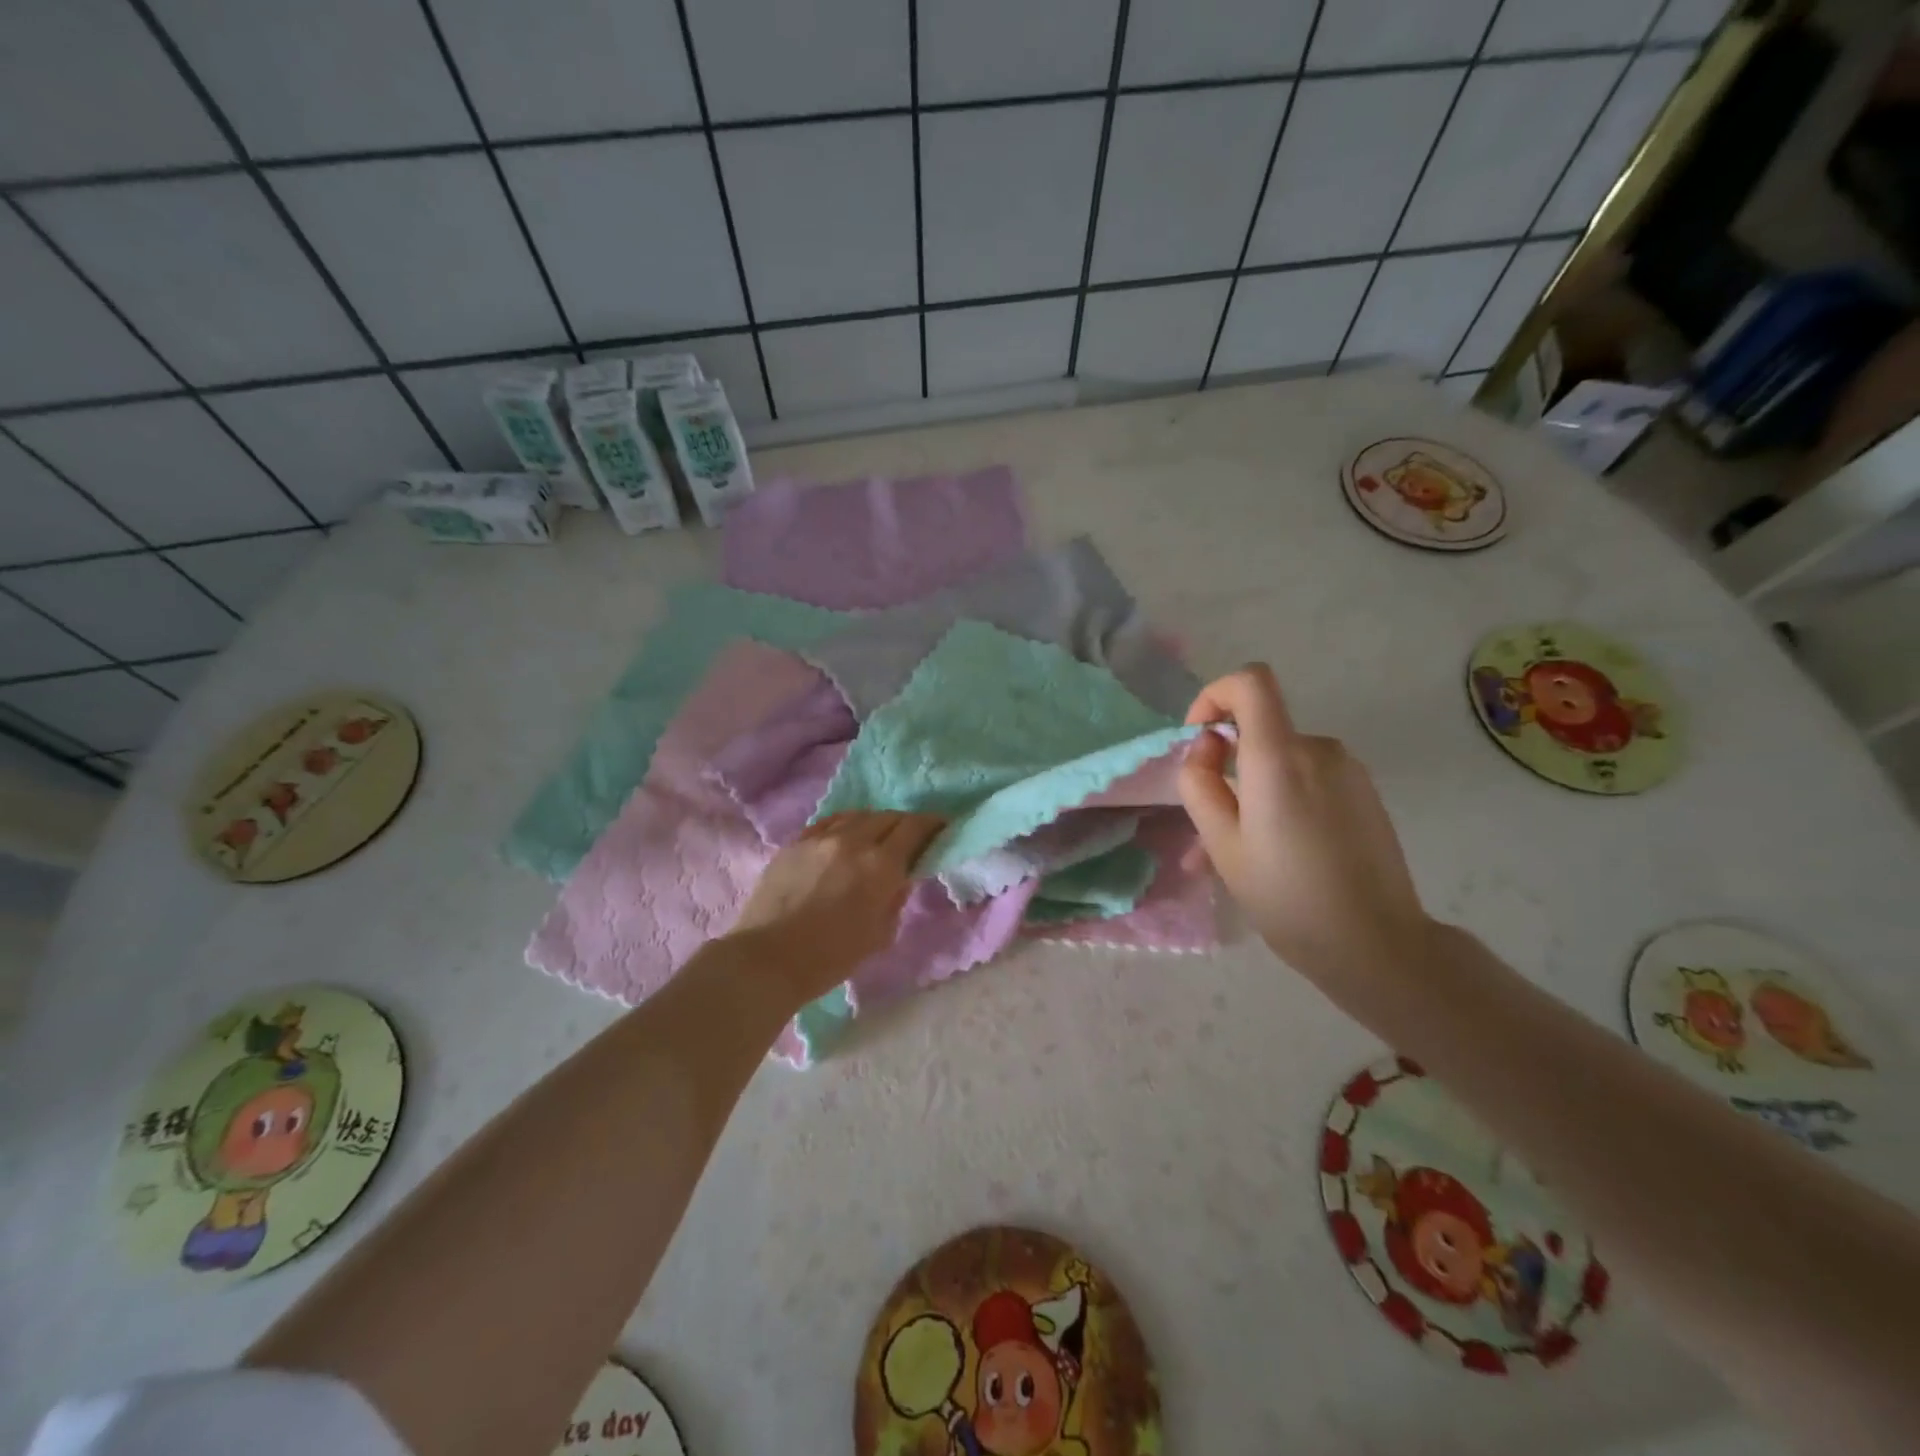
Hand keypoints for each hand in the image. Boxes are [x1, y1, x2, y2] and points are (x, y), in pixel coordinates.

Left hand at [727, 811, 946, 1004]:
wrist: (768, 958)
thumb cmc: (831, 956)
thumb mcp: (880, 934)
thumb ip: (895, 898)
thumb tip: (900, 878)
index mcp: (881, 864)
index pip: (915, 828)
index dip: (932, 824)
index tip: (941, 827)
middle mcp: (853, 840)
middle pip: (888, 817)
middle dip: (905, 824)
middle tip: (911, 837)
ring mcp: (820, 837)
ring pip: (857, 815)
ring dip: (874, 822)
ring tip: (876, 837)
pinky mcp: (795, 842)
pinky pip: (829, 823)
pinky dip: (845, 826)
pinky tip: (844, 838)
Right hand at [1179, 665, 1433, 986]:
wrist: (1376, 945)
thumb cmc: (1286, 896)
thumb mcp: (1221, 844)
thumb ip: (1201, 784)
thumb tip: (1207, 747)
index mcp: (1279, 758)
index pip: (1250, 682)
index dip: (1215, 695)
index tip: (1199, 738)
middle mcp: (1318, 750)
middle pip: (1261, 730)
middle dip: (1227, 765)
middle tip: (1207, 826)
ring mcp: (1348, 770)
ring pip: (1282, 762)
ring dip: (1252, 792)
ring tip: (1237, 854)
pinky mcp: (1364, 793)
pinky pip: (1308, 780)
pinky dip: (1282, 801)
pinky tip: (1276, 853)